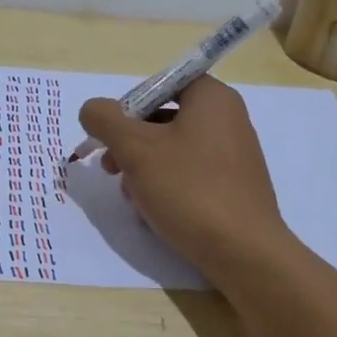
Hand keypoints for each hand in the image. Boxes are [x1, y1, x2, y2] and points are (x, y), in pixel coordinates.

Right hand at [78, 75, 293, 279]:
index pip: (161, 84)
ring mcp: (233, 154)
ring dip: (143, 169)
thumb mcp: (135, 149)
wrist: (244, 252)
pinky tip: (152, 211)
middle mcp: (228, 119)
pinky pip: (190, 174)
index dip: (129, 106)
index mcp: (212, 98)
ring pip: (173, 150)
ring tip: (131, 197)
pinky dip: (166, 185)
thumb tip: (92, 109)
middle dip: (130, 143)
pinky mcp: (233, 186)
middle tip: (110, 169)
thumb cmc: (189, 189)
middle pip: (164, 118)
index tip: (111, 135)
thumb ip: (106, 120)